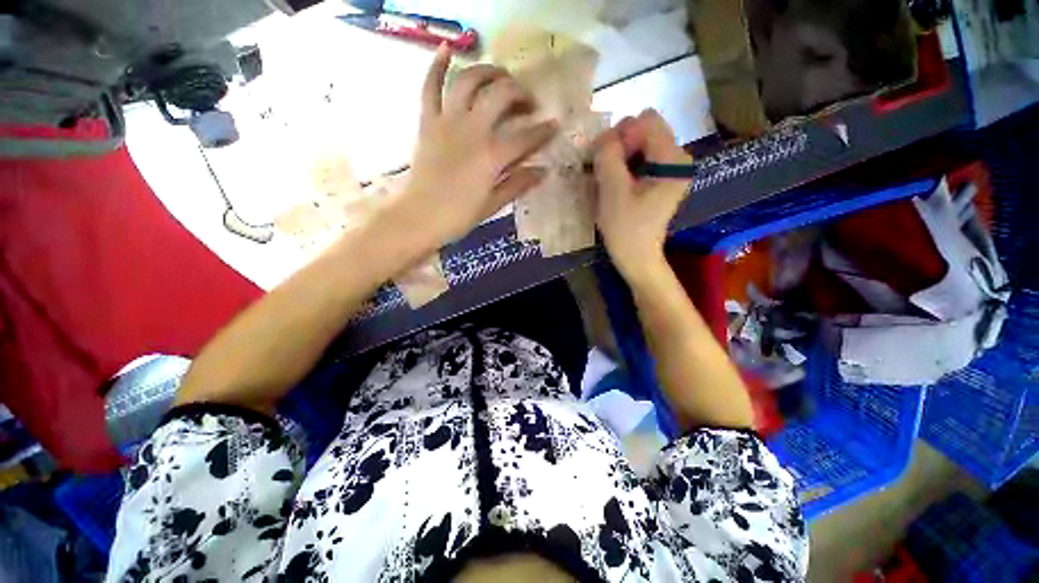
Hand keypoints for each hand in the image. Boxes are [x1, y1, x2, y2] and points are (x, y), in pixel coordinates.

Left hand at [392, 45, 557, 246]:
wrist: (419, 217)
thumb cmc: (458, 216)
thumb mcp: (492, 205)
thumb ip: (517, 184)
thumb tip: (542, 171)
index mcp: (491, 157)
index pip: (525, 136)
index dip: (543, 130)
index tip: (555, 126)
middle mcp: (471, 131)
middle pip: (500, 95)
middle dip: (520, 92)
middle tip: (528, 102)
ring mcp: (447, 122)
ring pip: (469, 81)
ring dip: (488, 71)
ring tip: (500, 76)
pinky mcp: (427, 122)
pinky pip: (430, 87)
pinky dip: (437, 66)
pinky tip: (447, 50)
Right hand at [592, 109, 691, 281]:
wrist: (636, 257)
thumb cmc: (626, 229)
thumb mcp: (612, 191)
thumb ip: (608, 156)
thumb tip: (605, 136)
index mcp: (673, 159)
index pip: (645, 121)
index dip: (621, 136)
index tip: (607, 163)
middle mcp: (677, 157)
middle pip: (644, 129)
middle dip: (619, 145)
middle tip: (603, 171)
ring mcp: (670, 168)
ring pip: (639, 143)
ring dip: (618, 157)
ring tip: (607, 179)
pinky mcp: (661, 178)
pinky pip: (639, 158)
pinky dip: (623, 165)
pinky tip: (615, 183)